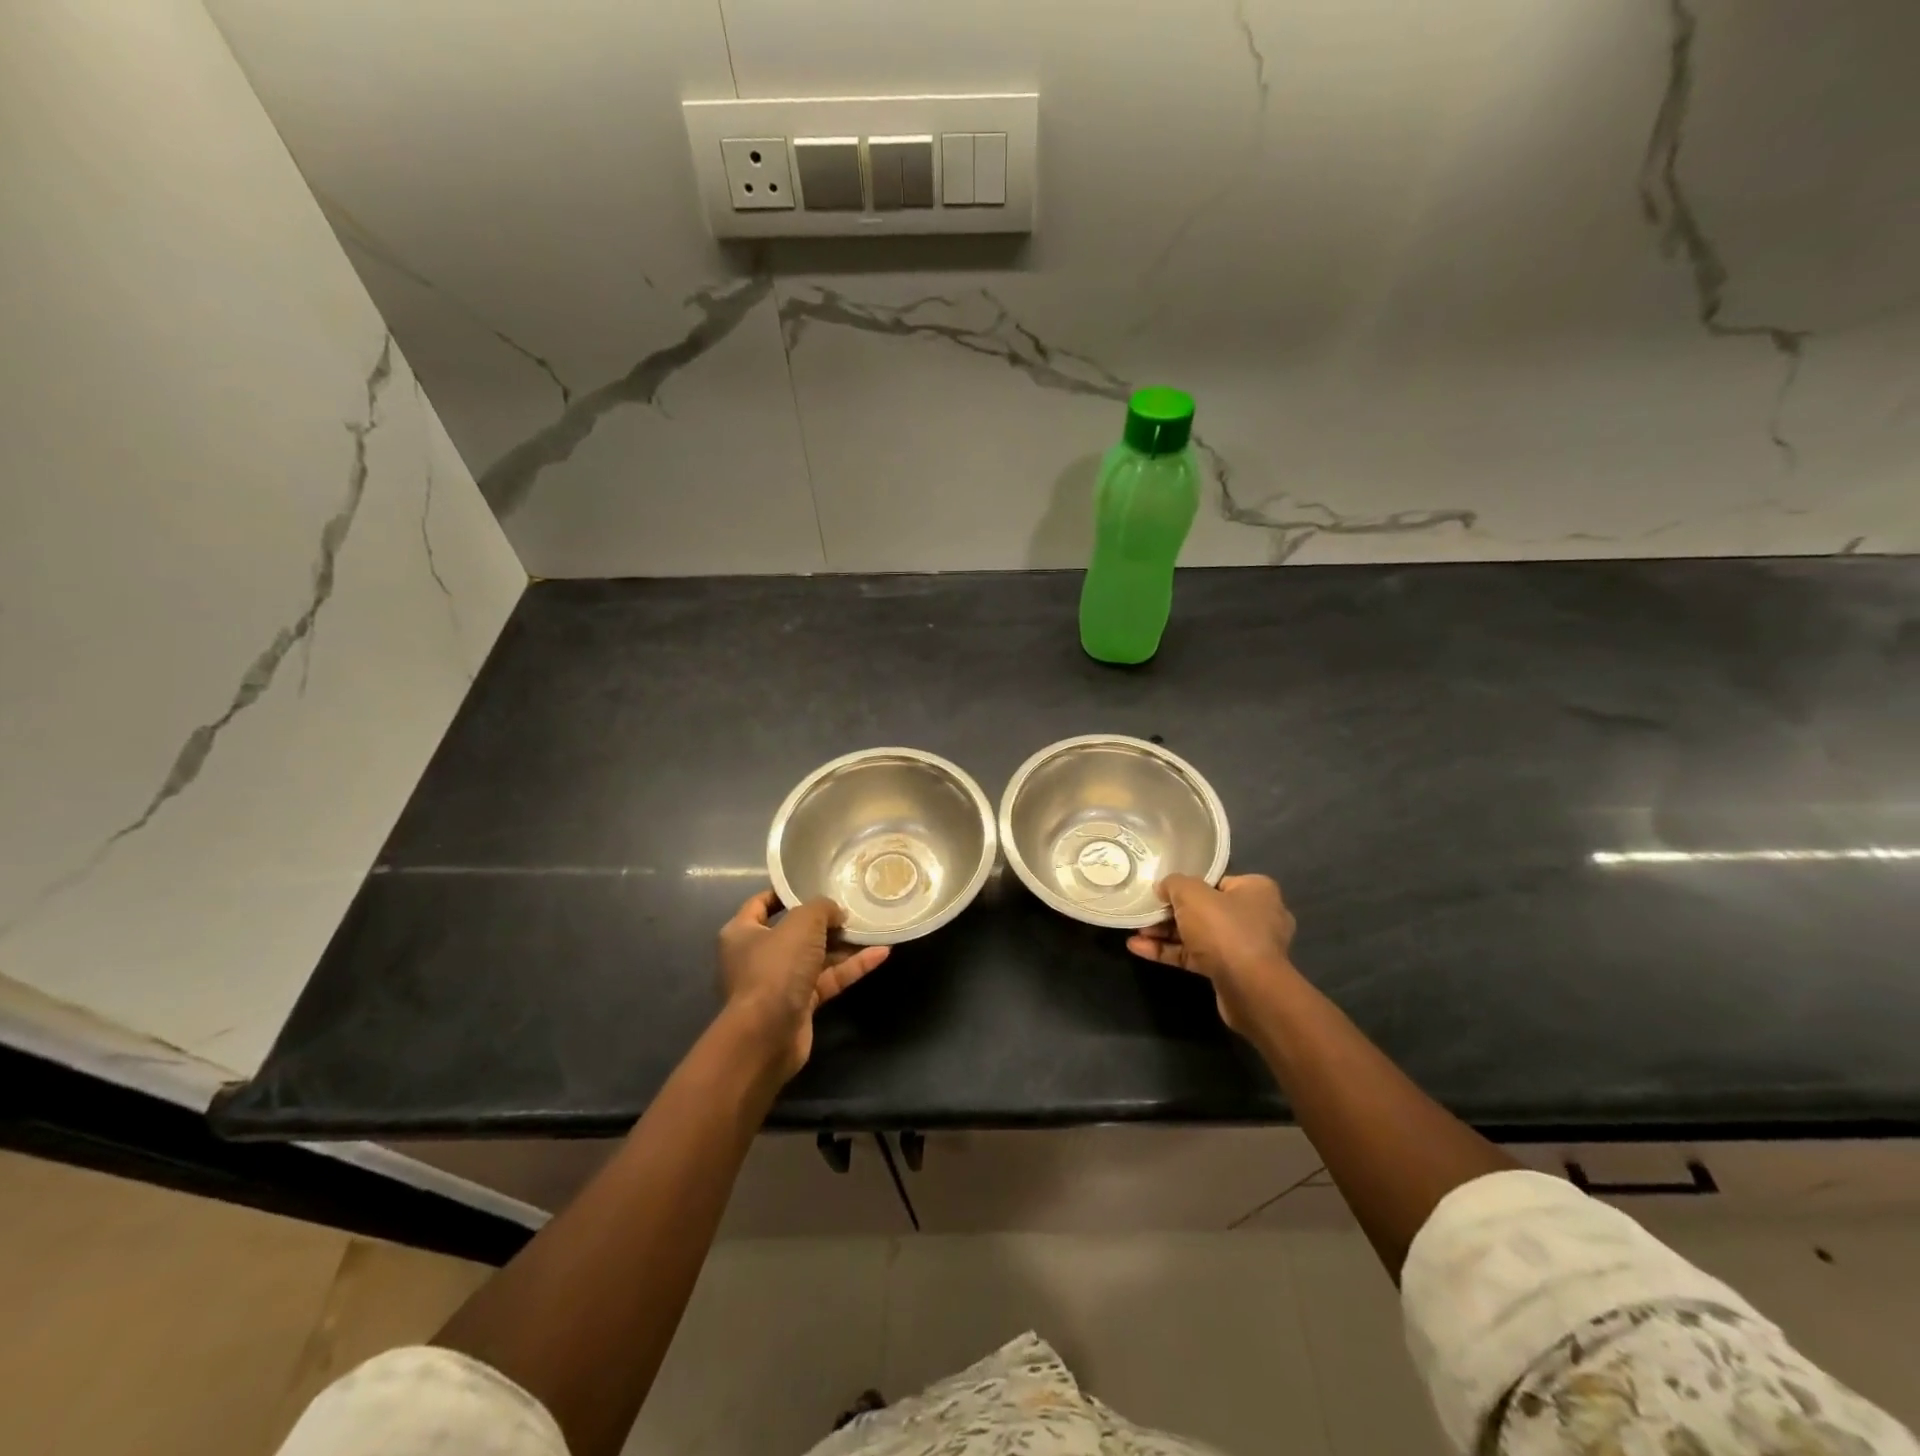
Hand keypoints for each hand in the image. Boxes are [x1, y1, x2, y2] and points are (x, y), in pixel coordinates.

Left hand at [718, 890, 889, 1078]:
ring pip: (816, 956)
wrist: (766, 1035)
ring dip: (844, 944)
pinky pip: (829, 979)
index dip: (787, 893)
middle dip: (825, 921)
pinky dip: (851, 967)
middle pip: (795, 931)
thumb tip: (836, 913)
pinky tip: (881, 953)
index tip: (815, 883)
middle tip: (852, 906)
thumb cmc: (775, 968)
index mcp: (743, 932)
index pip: (762, 903)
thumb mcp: (802, 923)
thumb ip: (822, 908)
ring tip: (873, 927)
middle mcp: (758, 955)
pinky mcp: (800, 1004)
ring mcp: (780, 982)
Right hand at [1126, 874, 1296, 1032]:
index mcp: (1255, 890)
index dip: (1187, 885)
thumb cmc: (1224, 930)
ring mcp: (1244, 947)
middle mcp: (1255, 916)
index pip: (1216, 882)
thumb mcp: (1192, 894)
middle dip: (1171, 913)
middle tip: (1145, 912)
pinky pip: (1196, 956)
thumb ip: (1174, 884)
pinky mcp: (1231, 972)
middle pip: (1204, 909)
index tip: (1162, 890)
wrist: (1249, 989)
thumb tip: (1163, 887)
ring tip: (1136, 931)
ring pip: (1198, 934)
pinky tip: (1138, 949)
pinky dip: (1170, 952)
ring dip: (1166, 933)